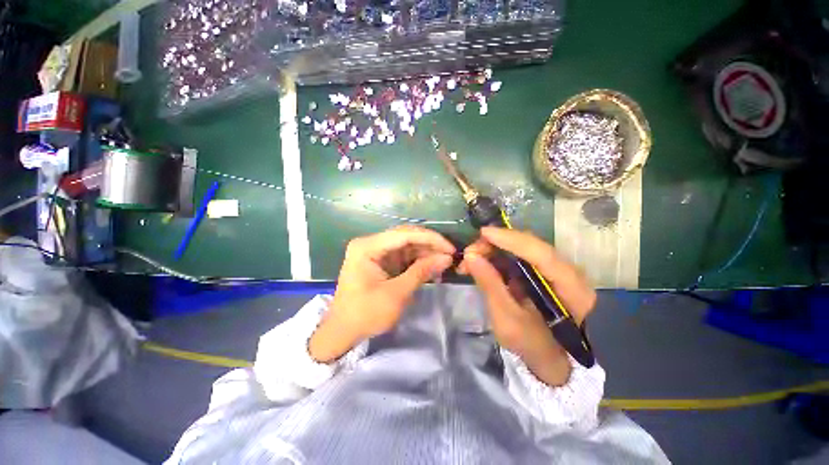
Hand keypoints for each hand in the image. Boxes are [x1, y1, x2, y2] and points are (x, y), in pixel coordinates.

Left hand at [309, 225, 454, 362]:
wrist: (342, 332)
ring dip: (425, 252)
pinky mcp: (380, 261)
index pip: (405, 234)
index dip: (431, 239)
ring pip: (406, 245)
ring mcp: (375, 251)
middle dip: (429, 245)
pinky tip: (431, 265)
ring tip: (444, 261)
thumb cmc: (366, 314)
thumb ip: (422, 272)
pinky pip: (403, 255)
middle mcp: (370, 243)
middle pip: (406, 236)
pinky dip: (417, 260)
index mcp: (367, 246)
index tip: (451, 249)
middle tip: (450, 255)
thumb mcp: (397, 294)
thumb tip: (447, 258)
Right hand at [458, 227, 595, 385]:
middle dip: (495, 244)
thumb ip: (490, 286)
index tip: (482, 233)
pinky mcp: (541, 272)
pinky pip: (518, 257)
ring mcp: (552, 269)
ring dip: (493, 249)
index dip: (510, 239)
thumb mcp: (508, 320)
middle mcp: (564, 270)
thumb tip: (471, 256)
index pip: (540, 252)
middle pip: (528, 244)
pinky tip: (482, 262)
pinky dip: (497, 257)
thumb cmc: (534, 345)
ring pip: (521, 248)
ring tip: (470, 259)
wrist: (553, 359)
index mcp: (568, 286)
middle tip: (468, 254)